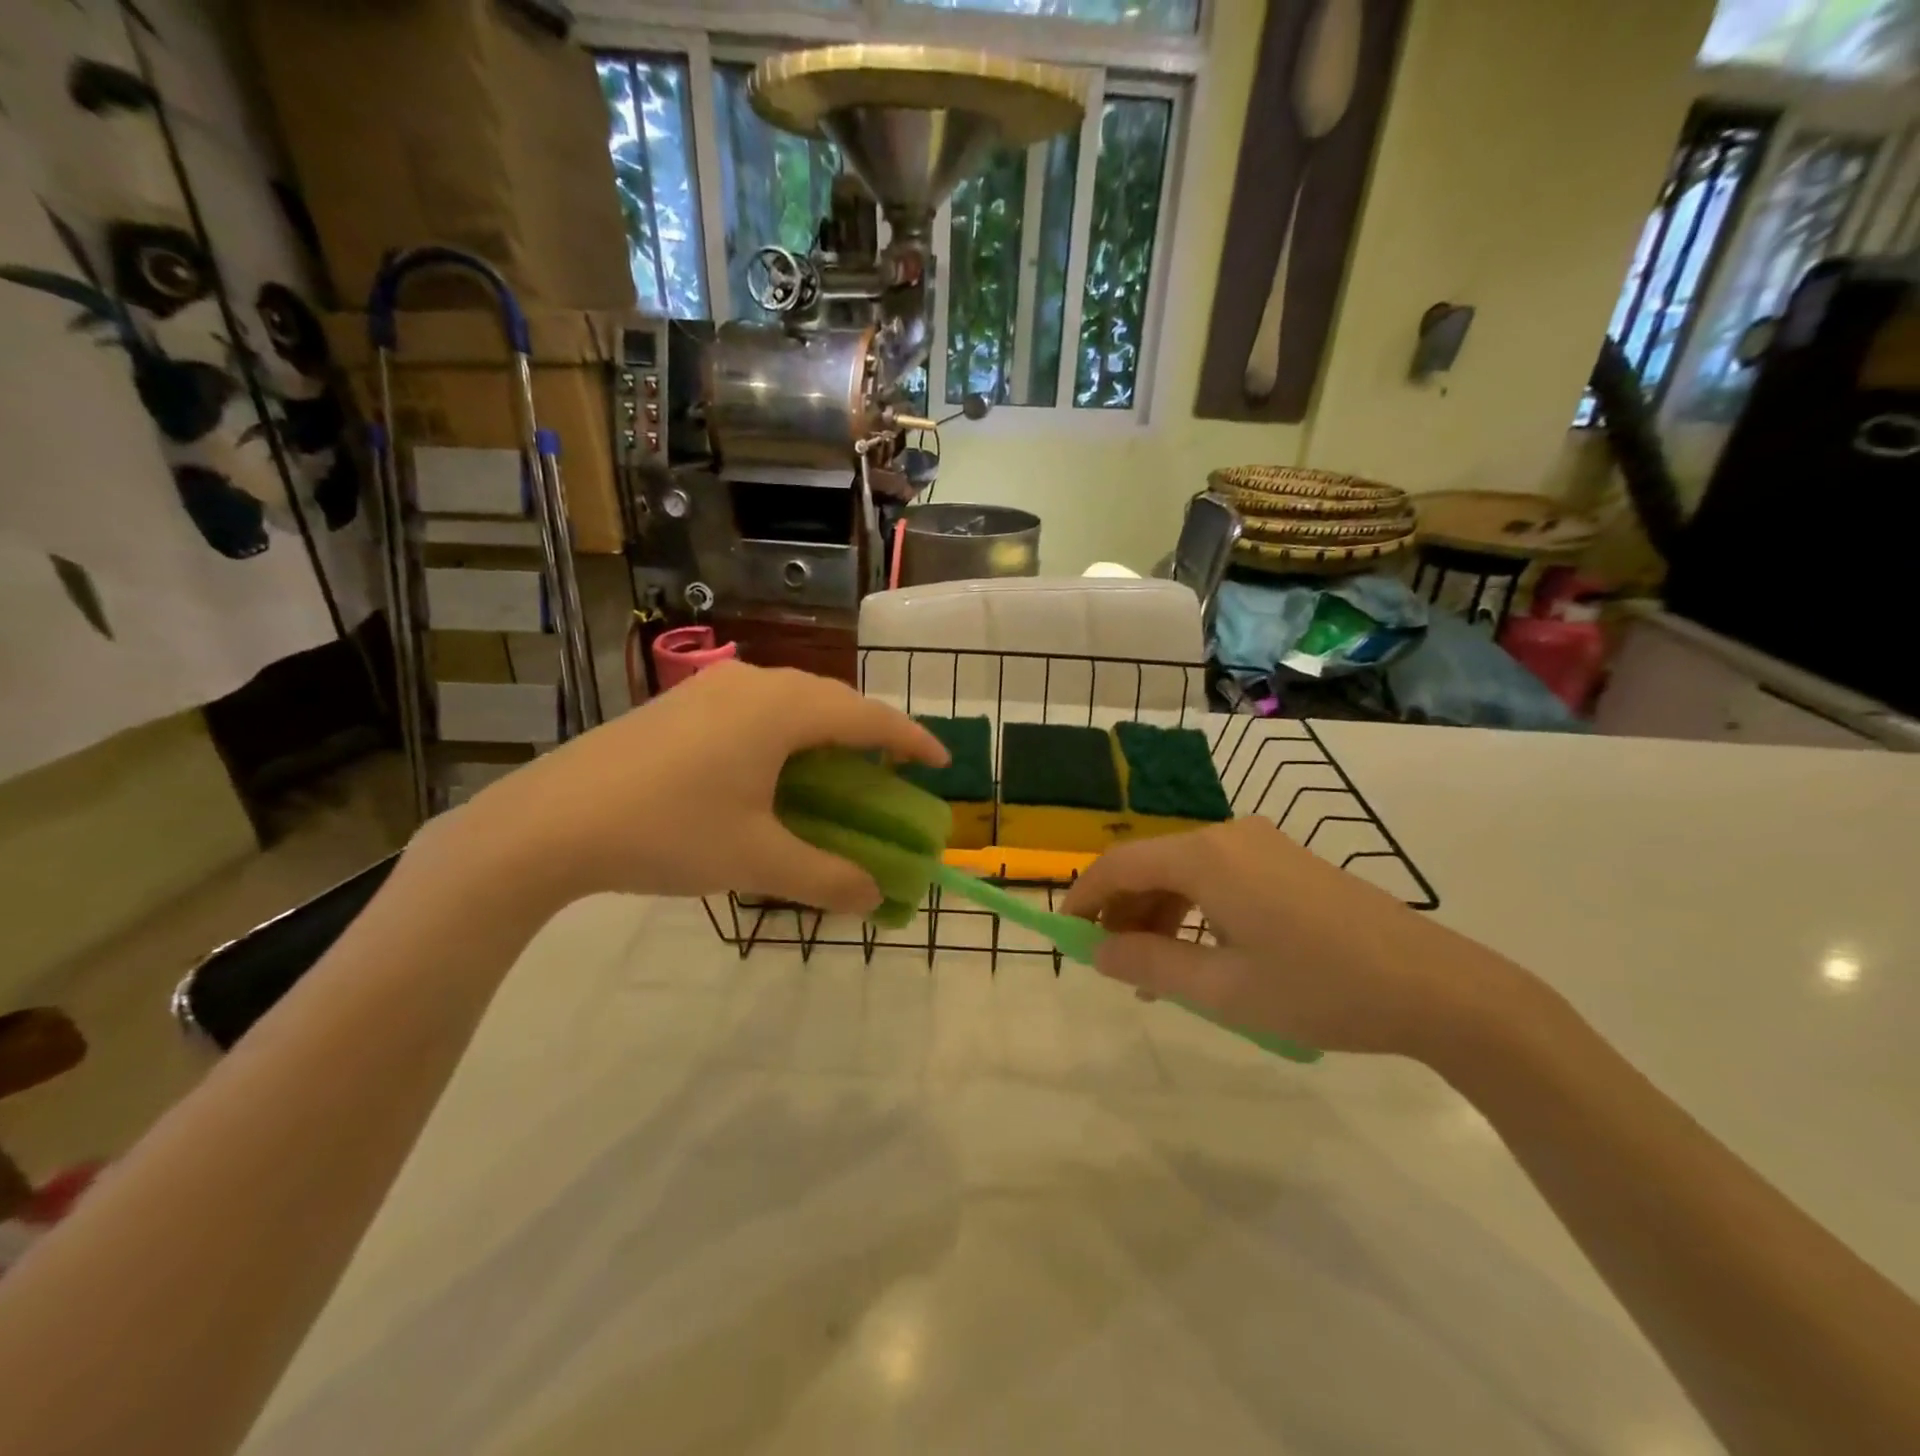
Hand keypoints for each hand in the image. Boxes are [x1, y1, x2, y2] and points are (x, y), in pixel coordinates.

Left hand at [427, 663, 947, 913]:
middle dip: (870, 735)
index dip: (911, 740)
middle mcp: (753, 683)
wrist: (548, 822)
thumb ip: (826, 878)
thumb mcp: (755, 861)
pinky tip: (770, 769)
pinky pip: (756, 707)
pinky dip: (784, 733)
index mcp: (782, 710)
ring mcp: (711, 688)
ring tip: (836, 771)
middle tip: (890, 774)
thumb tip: (875, 897)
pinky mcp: (680, 703)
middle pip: (833, 701)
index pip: (868, 716)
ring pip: (791, 700)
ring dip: (824, 732)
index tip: (942, 762)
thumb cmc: (667, 833)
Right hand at [1061, 817, 1523, 1058]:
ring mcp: (1262, 846)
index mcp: (1206, 857)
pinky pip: (1220, 879)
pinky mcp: (1287, 862)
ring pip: (1186, 874)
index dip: (1085, 897)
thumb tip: (1099, 953)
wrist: (1438, 987)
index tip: (1067, 936)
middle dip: (1125, 914)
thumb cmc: (1321, 987)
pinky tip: (1205, 956)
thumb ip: (1151, 965)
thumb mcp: (1224, 990)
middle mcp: (1228, 836)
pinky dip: (1196, 912)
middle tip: (1117, 969)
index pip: (1120, 864)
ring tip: (1161, 976)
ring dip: (1161, 917)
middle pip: (1152, 866)